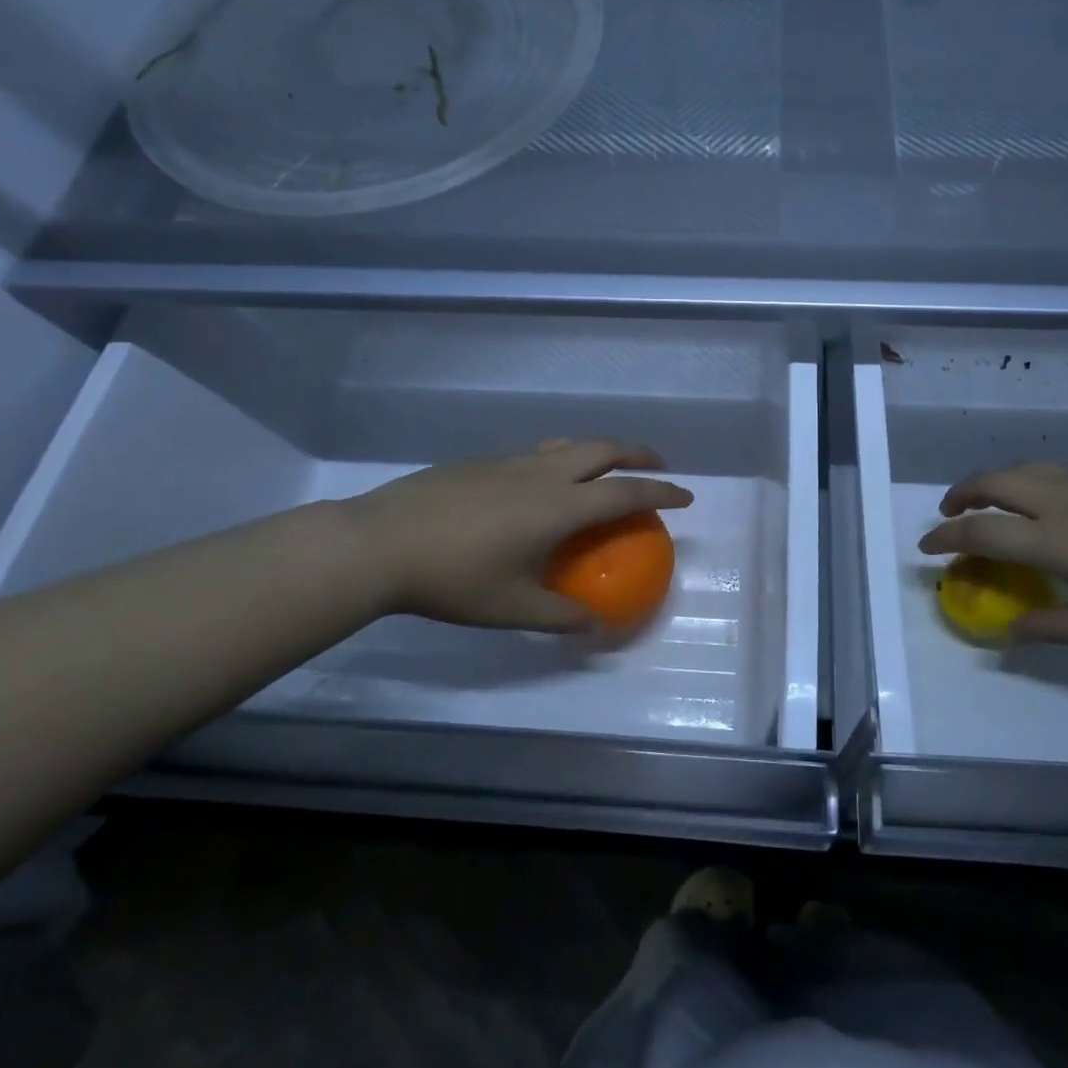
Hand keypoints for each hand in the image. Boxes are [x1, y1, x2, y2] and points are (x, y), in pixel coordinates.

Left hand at [335, 440, 692, 631]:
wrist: (381, 543)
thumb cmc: (453, 579)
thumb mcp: (511, 608)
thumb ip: (560, 616)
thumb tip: (594, 624)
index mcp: (559, 506)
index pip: (625, 491)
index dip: (662, 491)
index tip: (686, 494)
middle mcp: (542, 473)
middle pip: (603, 448)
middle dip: (637, 453)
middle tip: (655, 466)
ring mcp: (509, 461)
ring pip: (568, 443)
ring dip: (599, 449)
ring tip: (605, 467)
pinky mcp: (481, 461)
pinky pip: (537, 451)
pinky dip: (562, 458)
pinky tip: (543, 484)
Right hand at [917, 463, 1067, 646]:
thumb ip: (1058, 627)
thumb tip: (1011, 632)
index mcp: (1060, 541)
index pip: (983, 531)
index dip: (947, 536)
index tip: (927, 546)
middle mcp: (1066, 501)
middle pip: (995, 482)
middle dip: (961, 494)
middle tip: (950, 513)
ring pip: (1025, 469)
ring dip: (994, 482)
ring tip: (990, 501)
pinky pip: (1057, 470)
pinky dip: (1031, 481)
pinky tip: (1049, 503)